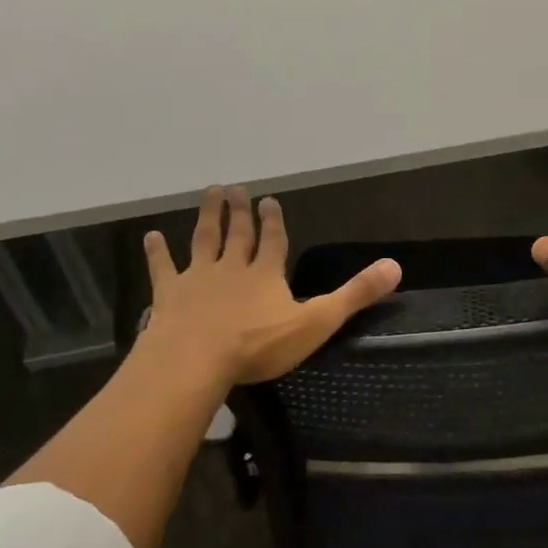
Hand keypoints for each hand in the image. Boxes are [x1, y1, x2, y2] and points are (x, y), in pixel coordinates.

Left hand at [142, 186, 400, 385]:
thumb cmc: (258, 345)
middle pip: (238, 235)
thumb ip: (354, 295)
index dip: (273, 222)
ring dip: (208, 217)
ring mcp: (198, 279)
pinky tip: (151, 236)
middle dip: (239, 212)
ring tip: (210, 193)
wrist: (197, 359)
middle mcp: (232, 268)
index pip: (274, 242)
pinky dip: (157, 252)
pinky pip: (163, 268)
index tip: (269, 200)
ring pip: (204, 240)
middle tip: (237, 188)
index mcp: (266, 275)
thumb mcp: (316, 323)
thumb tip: (395, 267)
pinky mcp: (170, 294)